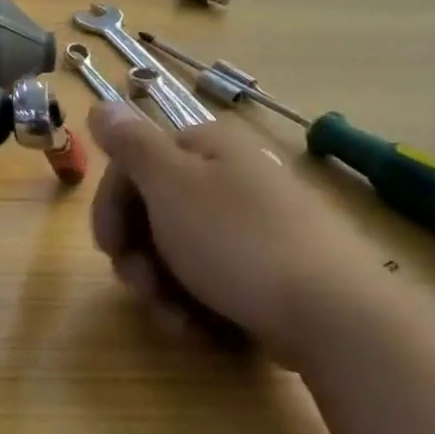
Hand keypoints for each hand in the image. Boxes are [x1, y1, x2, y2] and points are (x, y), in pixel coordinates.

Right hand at [87, 101, 393, 369]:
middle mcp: (231, 178)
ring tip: (174, 318)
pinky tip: (199, 328)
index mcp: (208, 149)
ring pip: (179, 253)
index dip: (111, 205)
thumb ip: (131, 144)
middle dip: (137, 255)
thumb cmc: (237, 241)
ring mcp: (253, 226)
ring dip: (162, 288)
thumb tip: (102, 105)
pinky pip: (212, 280)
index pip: (135, 165)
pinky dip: (196, 304)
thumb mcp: (171, 184)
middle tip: (140, 287)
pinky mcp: (269, 270)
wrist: (332, 315)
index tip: (107, 247)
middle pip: (155, 211)